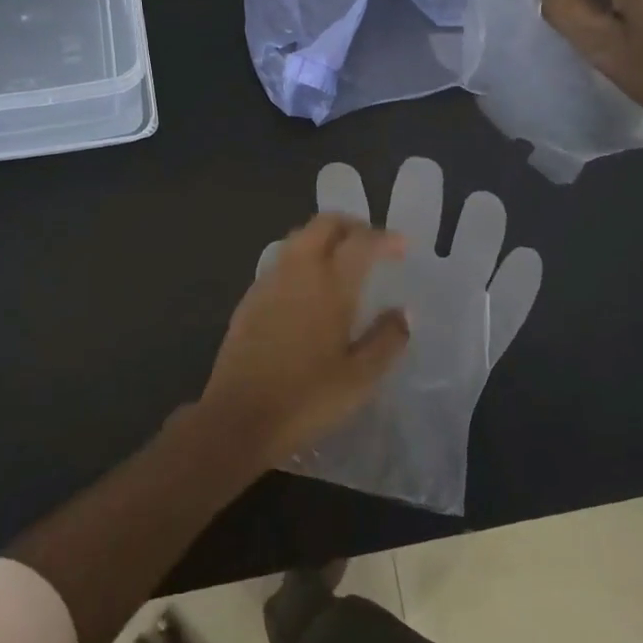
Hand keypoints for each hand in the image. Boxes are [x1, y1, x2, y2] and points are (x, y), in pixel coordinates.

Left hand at [256, 158, 542, 514]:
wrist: (238, 418)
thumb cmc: (307, 398)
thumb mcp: (360, 378)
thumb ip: (387, 339)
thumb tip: (403, 313)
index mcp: (330, 284)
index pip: (362, 242)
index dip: (386, 238)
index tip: (403, 246)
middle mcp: (298, 271)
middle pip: (324, 224)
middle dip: (351, 225)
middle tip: (371, 244)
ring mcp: (269, 282)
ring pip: (299, 238)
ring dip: (324, 238)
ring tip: (343, 261)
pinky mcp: (250, 298)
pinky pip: (282, 261)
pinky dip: (303, 259)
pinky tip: (310, 288)